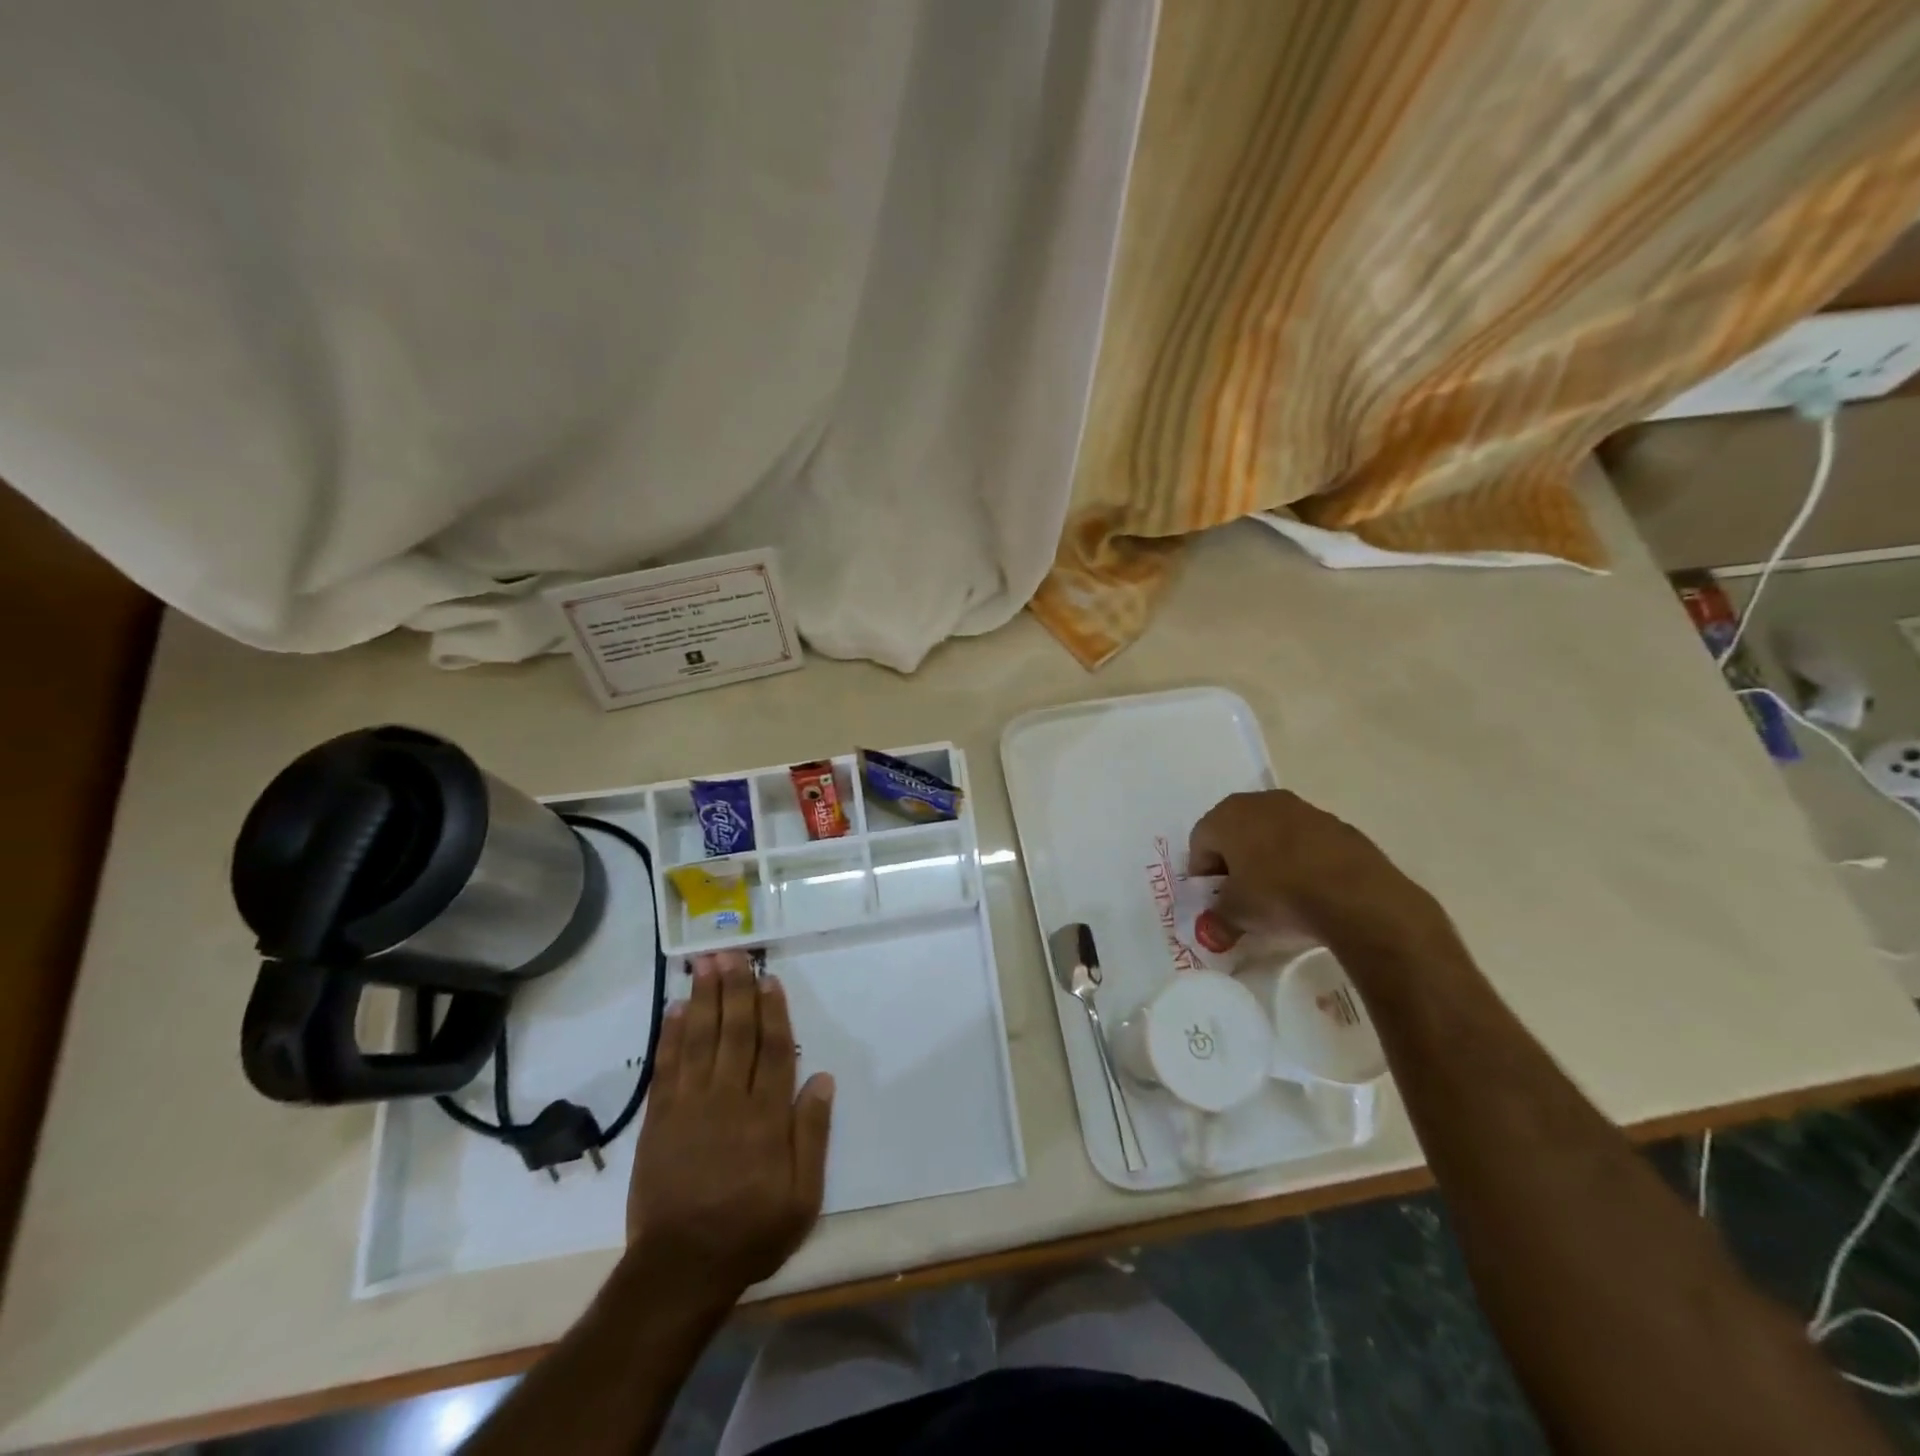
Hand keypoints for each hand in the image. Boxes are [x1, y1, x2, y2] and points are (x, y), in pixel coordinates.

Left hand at [626, 951, 834, 1305]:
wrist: (680, 1270)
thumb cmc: (750, 1232)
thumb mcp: (802, 1197)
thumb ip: (812, 1135)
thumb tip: (822, 1079)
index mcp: (766, 1116)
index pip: (773, 1050)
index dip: (772, 1011)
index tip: (768, 979)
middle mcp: (729, 1100)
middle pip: (735, 1034)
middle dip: (735, 990)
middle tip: (733, 953)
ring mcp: (690, 1107)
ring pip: (701, 1040)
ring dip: (705, 999)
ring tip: (706, 965)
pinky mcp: (660, 1120)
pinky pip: (667, 1068)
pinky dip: (671, 1036)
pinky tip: (675, 1009)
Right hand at [1188, 790, 1452, 956]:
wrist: (1356, 896)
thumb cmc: (1279, 895)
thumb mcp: (1237, 914)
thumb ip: (1217, 920)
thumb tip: (1211, 931)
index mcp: (1228, 815)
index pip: (1200, 841)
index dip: (1202, 873)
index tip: (1213, 900)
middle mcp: (1261, 802)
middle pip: (1235, 831)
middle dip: (1233, 861)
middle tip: (1240, 895)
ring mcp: (1303, 809)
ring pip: (1271, 833)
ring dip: (1267, 858)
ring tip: (1278, 893)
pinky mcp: (1337, 824)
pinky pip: (1305, 842)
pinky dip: (1300, 860)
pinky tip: (1310, 888)